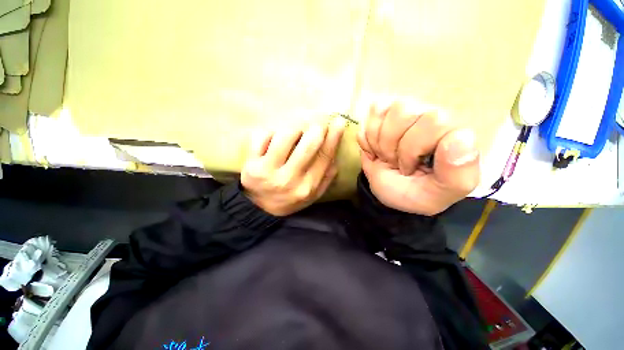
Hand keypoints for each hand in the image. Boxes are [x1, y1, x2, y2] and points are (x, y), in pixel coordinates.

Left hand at [242, 118, 345, 215]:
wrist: (260, 209)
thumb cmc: (289, 199)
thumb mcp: (313, 195)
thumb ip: (326, 178)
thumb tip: (335, 156)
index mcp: (307, 187)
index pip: (324, 157)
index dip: (333, 137)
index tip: (339, 122)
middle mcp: (289, 179)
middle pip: (308, 145)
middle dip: (316, 128)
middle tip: (317, 123)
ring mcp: (268, 171)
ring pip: (285, 136)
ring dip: (294, 127)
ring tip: (296, 130)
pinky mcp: (251, 165)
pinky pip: (262, 137)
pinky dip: (270, 132)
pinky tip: (273, 138)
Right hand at [357, 102, 479, 215]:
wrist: (389, 190)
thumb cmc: (415, 193)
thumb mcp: (439, 195)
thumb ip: (457, 176)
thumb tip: (461, 137)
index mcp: (454, 133)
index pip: (433, 121)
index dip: (411, 149)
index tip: (410, 169)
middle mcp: (433, 114)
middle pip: (404, 112)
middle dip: (391, 147)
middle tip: (396, 164)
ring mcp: (408, 109)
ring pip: (385, 110)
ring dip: (378, 142)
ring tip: (386, 156)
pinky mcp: (386, 111)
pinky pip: (372, 113)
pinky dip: (368, 137)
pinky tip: (375, 149)